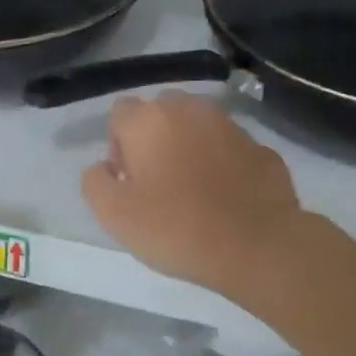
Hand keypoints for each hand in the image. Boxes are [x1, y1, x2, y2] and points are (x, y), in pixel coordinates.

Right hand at [81, 93, 304, 295]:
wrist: (255, 245)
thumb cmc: (175, 228)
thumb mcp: (113, 214)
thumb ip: (95, 182)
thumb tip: (103, 167)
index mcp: (149, 121)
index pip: (120, 113)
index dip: (117, 144)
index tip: (127, 180)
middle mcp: (190, 110)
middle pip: (160, 113)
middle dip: (153, 139)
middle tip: (156, 183)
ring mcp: (231, 126)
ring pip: (198, 127)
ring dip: (188, 148)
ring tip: (191, 191)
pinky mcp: (261, 148)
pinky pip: (229, 150)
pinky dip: (222, 165)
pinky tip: (224, 199)